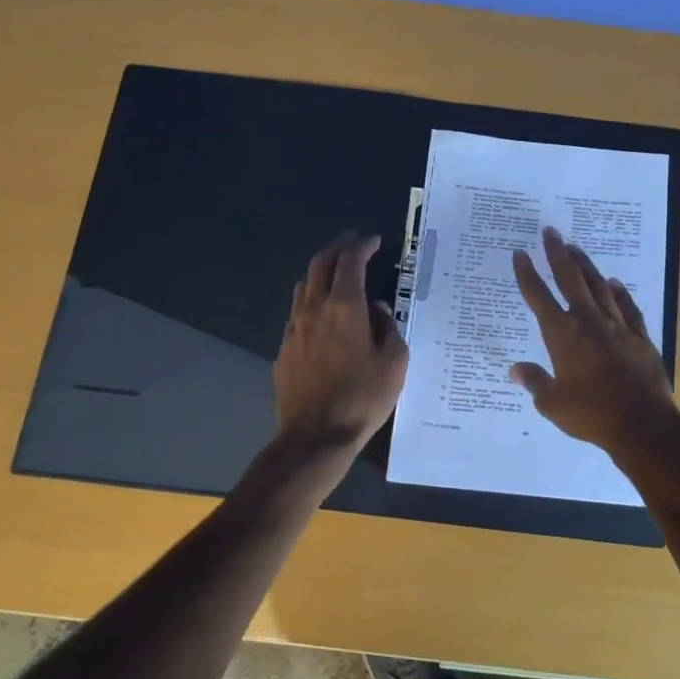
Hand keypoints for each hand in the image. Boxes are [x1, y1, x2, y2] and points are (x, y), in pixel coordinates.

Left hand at [274, 233, 408, 451]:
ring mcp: (294, 328)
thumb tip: (377, 310)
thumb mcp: (394, 362)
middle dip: (338, 248)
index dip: (363, 246)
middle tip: (354, 244)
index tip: (375, 241)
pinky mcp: (284, 349)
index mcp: (344, 307)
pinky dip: (312, 300)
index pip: (350, 261)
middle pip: (320, 264)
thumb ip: (388, 328)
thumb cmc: (363, 398)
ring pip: (304, 285)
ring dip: (322, 272)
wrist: (315, 437)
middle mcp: (314, 309)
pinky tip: (324, 314)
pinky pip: (298, 311)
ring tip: (339, 274)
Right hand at [510, 226, 679, 457]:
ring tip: (575, 249)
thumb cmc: (591, 415)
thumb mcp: (552, 403)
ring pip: (599, 287)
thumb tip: (515, 369)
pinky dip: (619, 293)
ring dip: (586, 266)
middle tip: (550, 232)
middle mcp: (589, 322)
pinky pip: (628, 307)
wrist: (642, 424)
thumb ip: (534, 382)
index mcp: (562, 335)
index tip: (520, 254)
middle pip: (570, 279)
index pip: (539, 297)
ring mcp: (617, 327)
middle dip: (558, 254)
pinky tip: (614, 283)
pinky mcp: (640, 337)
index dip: (527, 274)